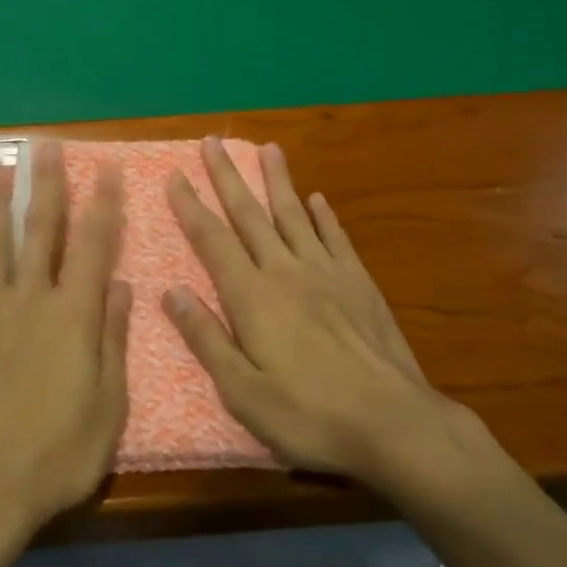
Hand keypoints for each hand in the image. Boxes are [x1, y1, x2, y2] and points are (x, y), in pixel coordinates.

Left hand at [0, 142, 130, 541]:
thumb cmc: (60, 450)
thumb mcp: (109, 403)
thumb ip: (112, 337)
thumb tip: (118, 284)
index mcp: (72, 314)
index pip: (92, 246)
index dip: (101, 204)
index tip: (104, 168)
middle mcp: (29, 299)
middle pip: (39, 230)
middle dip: (44, 184)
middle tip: (44, 146)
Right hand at [163, 137, 494, 501]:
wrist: (395, 424)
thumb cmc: (310, 415)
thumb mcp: (243, 393)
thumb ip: (206, 338)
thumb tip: (171, 291)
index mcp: (252, 296)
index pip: (212, 240)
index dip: (191, 206)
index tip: (175, 175)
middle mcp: (285, 271)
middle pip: (249, 214)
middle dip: (228, 176)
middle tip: (213, 141)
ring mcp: (326, 273)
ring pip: (294, 214)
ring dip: (277, 180)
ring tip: (268, 149)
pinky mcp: (359, 283)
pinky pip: (336, 238)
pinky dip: (324, 215)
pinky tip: (318, 199)